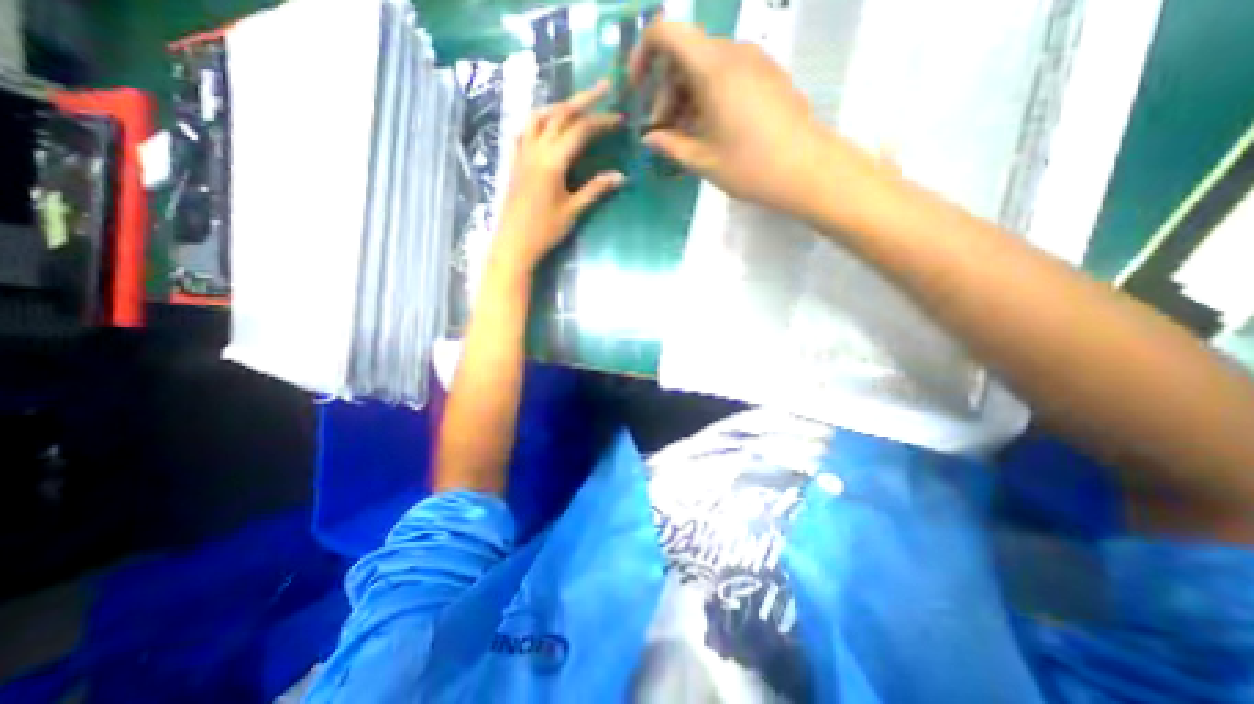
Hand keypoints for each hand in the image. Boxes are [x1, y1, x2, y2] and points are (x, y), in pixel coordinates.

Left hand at [493, 78, 622, 270]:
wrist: (514, 243)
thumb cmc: (545, 230)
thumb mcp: (573, 211)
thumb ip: (595, 190)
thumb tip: (620, 176)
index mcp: (553, 162)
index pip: (580, 131)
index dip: (602, 121)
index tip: (620, 118)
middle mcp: (536, 150)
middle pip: (560, 114)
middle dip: (583, 99)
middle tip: (603, 87)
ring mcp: (522, 154)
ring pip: (539, 117)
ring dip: (559, 106)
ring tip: (575, 104)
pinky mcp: (515, 162)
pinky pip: (524, 131)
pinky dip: (537, 120)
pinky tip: (544, 124)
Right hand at [633, 23, 873, 215]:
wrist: (808, 170)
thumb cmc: (750, 166)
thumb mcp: (703, 161)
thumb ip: (671, 145)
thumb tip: (650, 138)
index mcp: (713, 68)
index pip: (667, 32)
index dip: (644, 53)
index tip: (638, 89)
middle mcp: (734, 53)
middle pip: (686, 55)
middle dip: (666, 90)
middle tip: (664, 132)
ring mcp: (756, 61)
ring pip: (707, 66)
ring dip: (688, 96)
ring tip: (687, 136)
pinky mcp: (769, 76)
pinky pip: (729, 74)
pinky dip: (710, 95)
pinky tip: (711, 130)